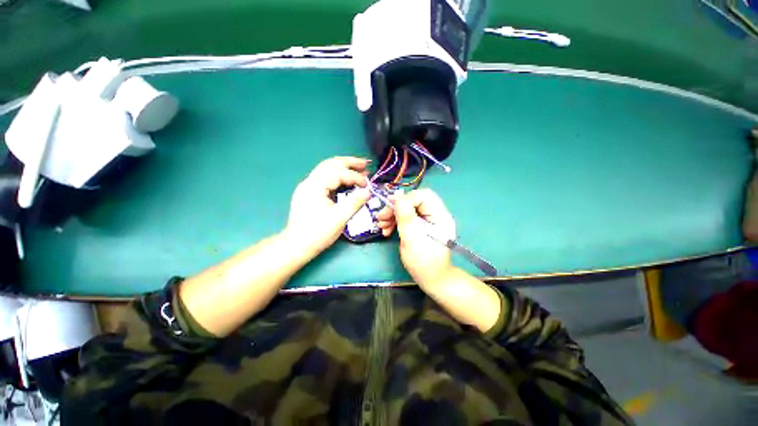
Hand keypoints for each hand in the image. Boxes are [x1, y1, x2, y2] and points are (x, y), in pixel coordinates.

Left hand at [285, 157, 371, 257]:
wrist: (296, 245)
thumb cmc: (317, 233)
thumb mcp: (339, 219)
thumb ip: (354, 203)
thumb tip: (369, 191)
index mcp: (315, 186)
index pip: (338, 173)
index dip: (355, 176)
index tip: (367, 184)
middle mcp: (309, 182)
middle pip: (330, 164)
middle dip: (349, 162)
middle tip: (365, 163)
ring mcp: (308, 187)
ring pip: (327, 169)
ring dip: (344, 167)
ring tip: (359, 168)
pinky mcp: (309, 193)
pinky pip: (325, 178)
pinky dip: (338, 175)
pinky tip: (347, 179)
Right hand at [376, 189, 456, 286]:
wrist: (431, 280)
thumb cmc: (424, 263)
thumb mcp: (412, 239)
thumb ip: (405, 217)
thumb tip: (397, 195)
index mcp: (440, 216)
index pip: (423, 196)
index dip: (405, 199)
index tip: (389, 207)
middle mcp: (435, 215)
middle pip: (413, 201)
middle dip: (396, 208)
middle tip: (381, 217)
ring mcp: (427, 221)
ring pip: (408, 209)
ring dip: (393, 215)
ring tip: (381, 225)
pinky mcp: (420, 226)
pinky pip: (406, 218)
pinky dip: (395, 221)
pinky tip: (386, 229)